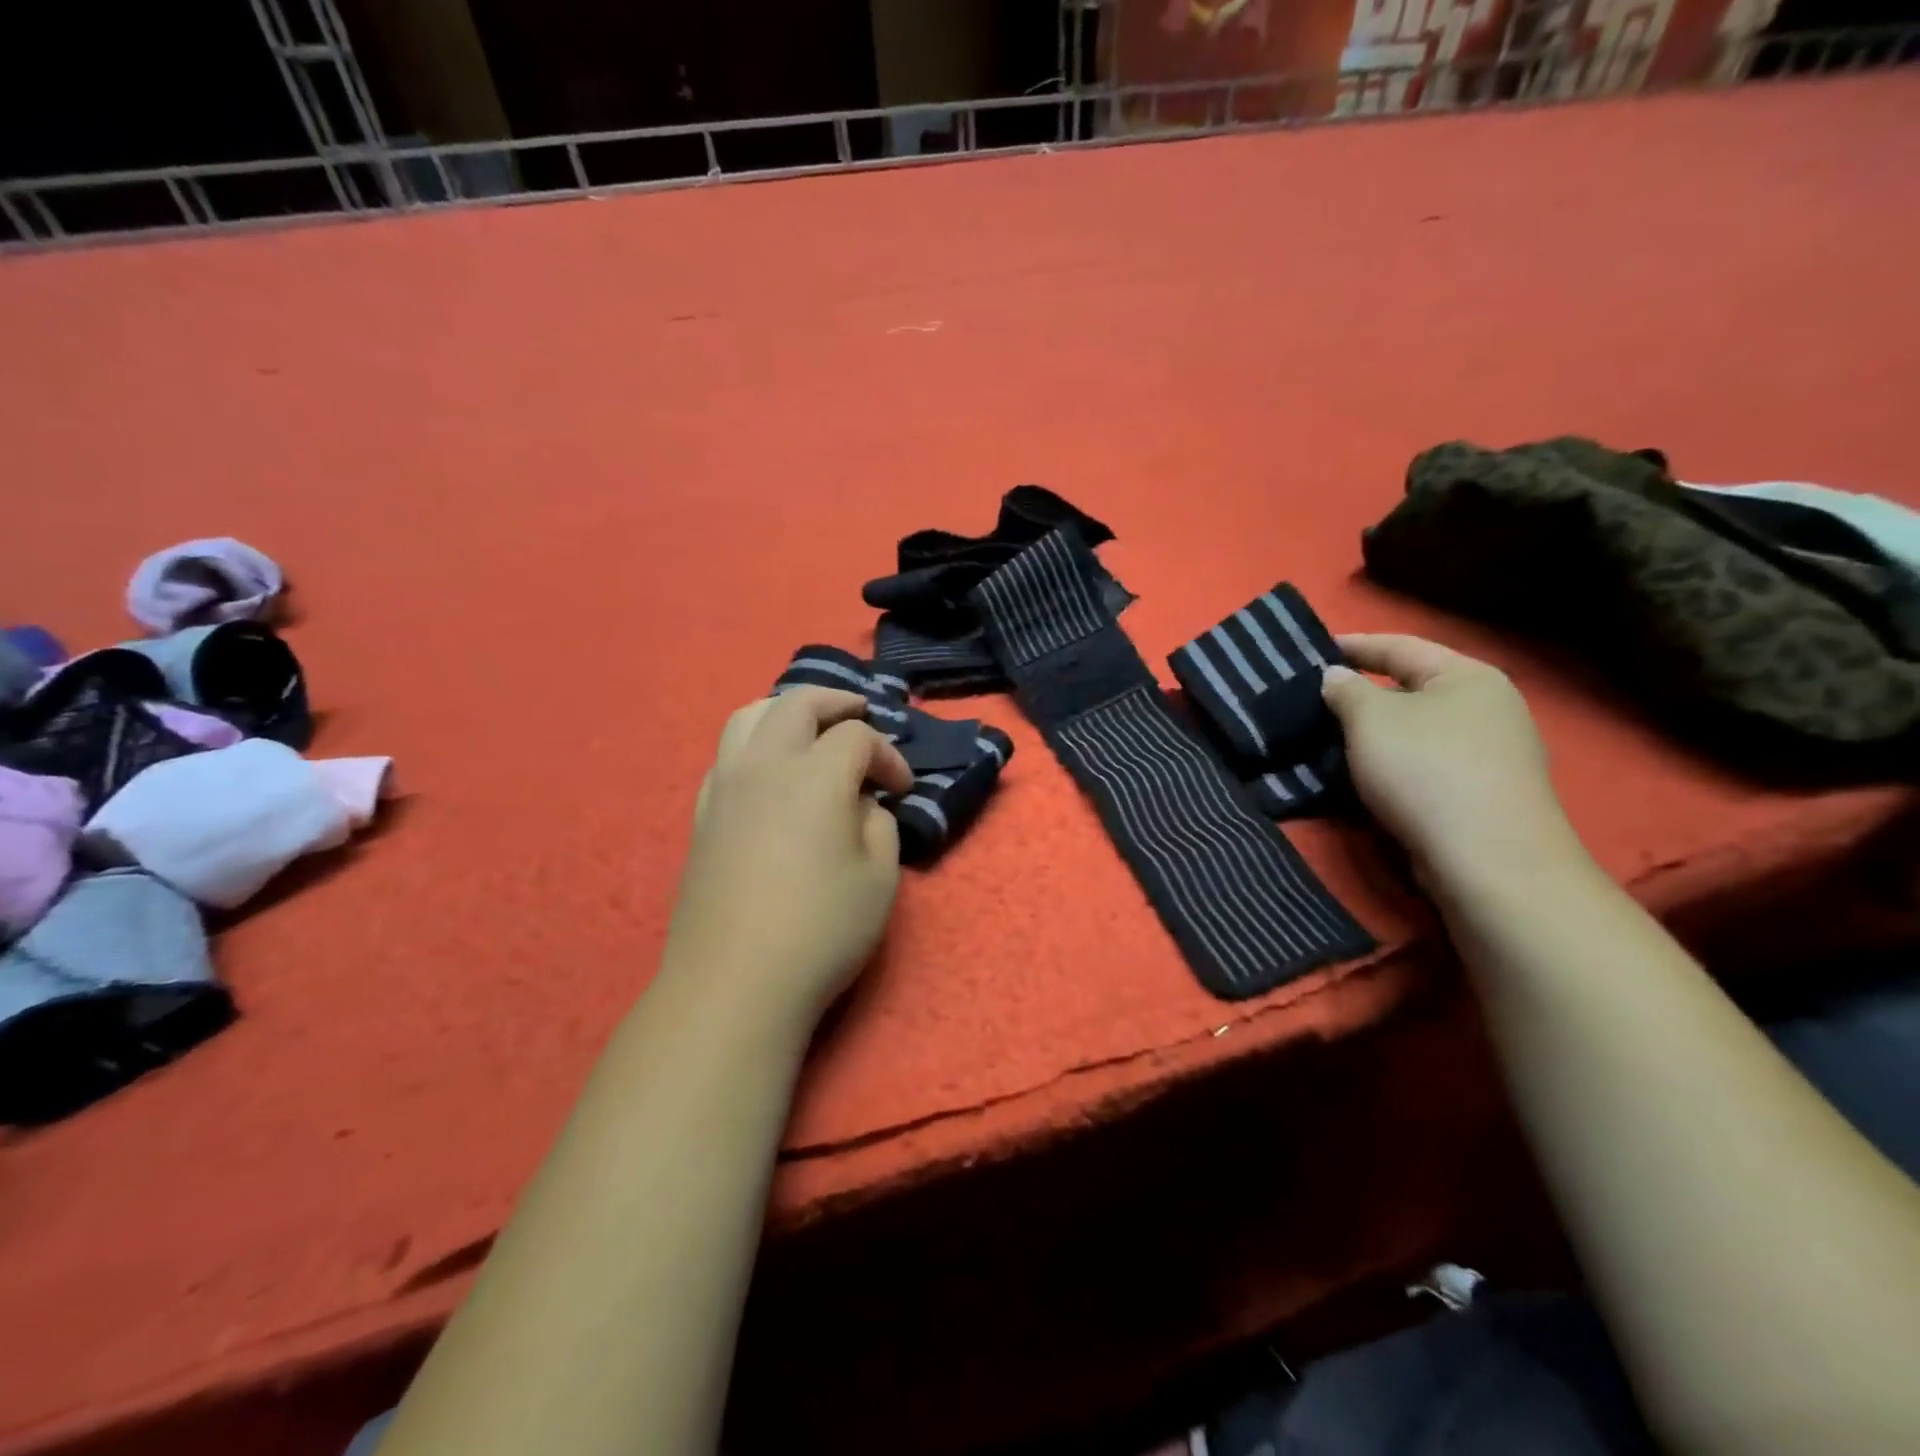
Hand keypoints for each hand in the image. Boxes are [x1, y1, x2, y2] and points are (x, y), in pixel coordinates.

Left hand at [663, 687, 913, 1026]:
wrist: (734, 983)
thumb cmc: (821, 930)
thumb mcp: (880, 877)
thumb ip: (879, 824)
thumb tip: (863, 803)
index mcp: (815, 775)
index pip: (858, 738)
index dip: (889, 756)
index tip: (902, 789)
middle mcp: (765, 765)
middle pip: (798, 703)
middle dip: (837, 703)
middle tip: (862, 716)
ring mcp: (725, 787)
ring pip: (749, 716)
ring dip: (786, 712)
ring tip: (810, 730)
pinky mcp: (702, 815)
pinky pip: (727, 755)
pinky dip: (756, 745)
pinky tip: (771, 776)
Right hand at [1321, 634, 1578, 885]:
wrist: (1488, 858)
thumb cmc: (1425, 769)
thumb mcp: (1370, 719)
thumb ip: (1345, 690)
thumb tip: (1335, 677)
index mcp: (1468, 676)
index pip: (1400, 646)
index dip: (1353, 645)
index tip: (1310, 651)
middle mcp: (1490, 707)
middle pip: (1412, 688)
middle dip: (1362, 693)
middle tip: (1315, 699)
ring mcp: (1493, 752)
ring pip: (1418, 729)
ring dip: (1375, 732)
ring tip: (1330, 737)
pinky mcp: (1484, 792)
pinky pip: (1427, 762)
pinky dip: (1393, 762)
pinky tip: (1365, 774)